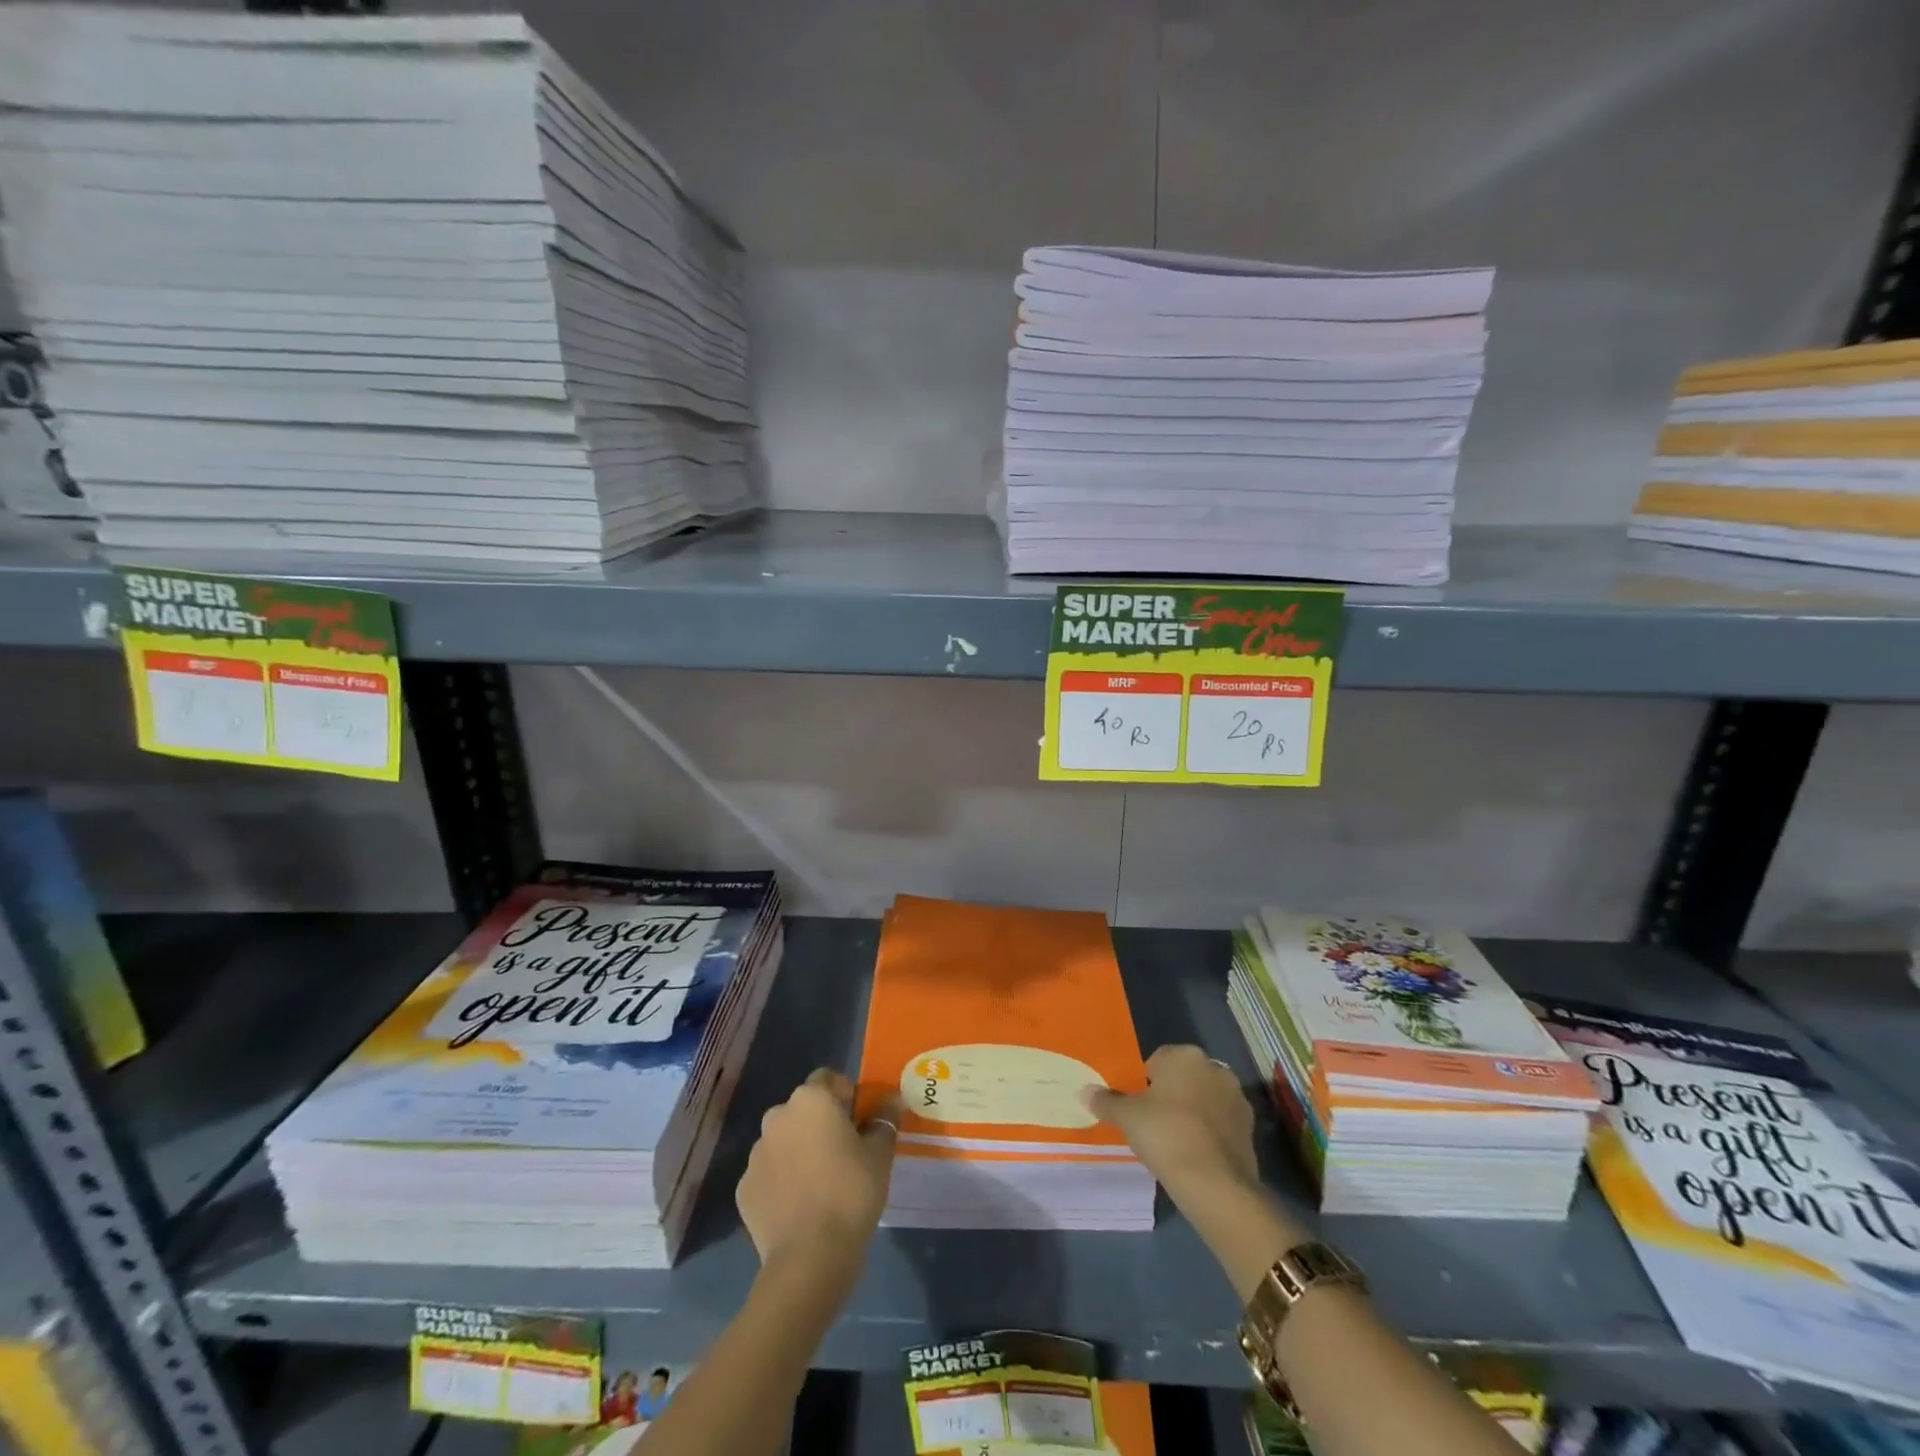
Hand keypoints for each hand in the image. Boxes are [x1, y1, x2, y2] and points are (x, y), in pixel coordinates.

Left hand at [738, 1069, 898, 1279]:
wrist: (810, 1258)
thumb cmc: (851, 1192)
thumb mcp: (880, 1154)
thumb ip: (884, 1119)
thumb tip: (892, 1099)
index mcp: (810, 1100)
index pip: (829, 1080)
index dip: (846, 1096)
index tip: (861, 1121)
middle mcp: (777, 1117)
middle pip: (803, 1110)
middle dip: (820, 1123)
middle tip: (844, 1152)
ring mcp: (756, 1154)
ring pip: (784, 1141)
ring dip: (799, 1151)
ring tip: (821, 1183)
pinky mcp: (744, 1189)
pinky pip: (769, 1174)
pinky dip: (782, 1181)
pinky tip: (800, 1206)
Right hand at [1083, 1044, 1259, 1201]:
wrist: (1215, 1183)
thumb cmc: (1165, 1134)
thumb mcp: (1127, 1117)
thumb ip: (1106, 1101)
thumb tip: (1084, 1091)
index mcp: (1184, 1055)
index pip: (1158, 1059)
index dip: (1145, 1082)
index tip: (1138, 1107)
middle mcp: (1214, 1068)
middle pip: (1184, 1077)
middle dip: (1172, 1094)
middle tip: (1154, 1123)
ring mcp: (1237, 1098)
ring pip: (1205, 1099)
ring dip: (1193, 1113)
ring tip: (1176, 1142)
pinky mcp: (1250, 1129)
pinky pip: (1221, 1123)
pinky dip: (1210, 1133)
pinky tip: (1197, 1155)